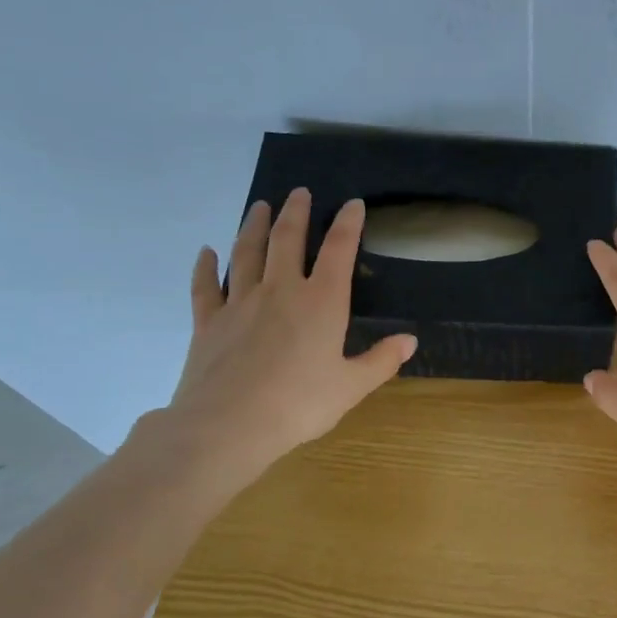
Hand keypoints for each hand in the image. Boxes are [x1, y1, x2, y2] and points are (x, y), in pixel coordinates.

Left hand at [161, 188, 415, 489]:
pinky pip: (207, 286)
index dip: (348, 224)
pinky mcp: (209, 321)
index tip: (353, 203)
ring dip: (254, 226)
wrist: (228, 425)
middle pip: (287, 239)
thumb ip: (381, 360)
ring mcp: (240, 302)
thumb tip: (410, 340)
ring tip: (259, 206)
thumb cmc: (299, 405)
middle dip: (296, 213)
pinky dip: (206, 266)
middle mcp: (281, 290)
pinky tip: (207, 252)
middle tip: (300, 192)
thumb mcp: (351, 386)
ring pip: (247, 252)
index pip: (338, 251)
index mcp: (322, 302)